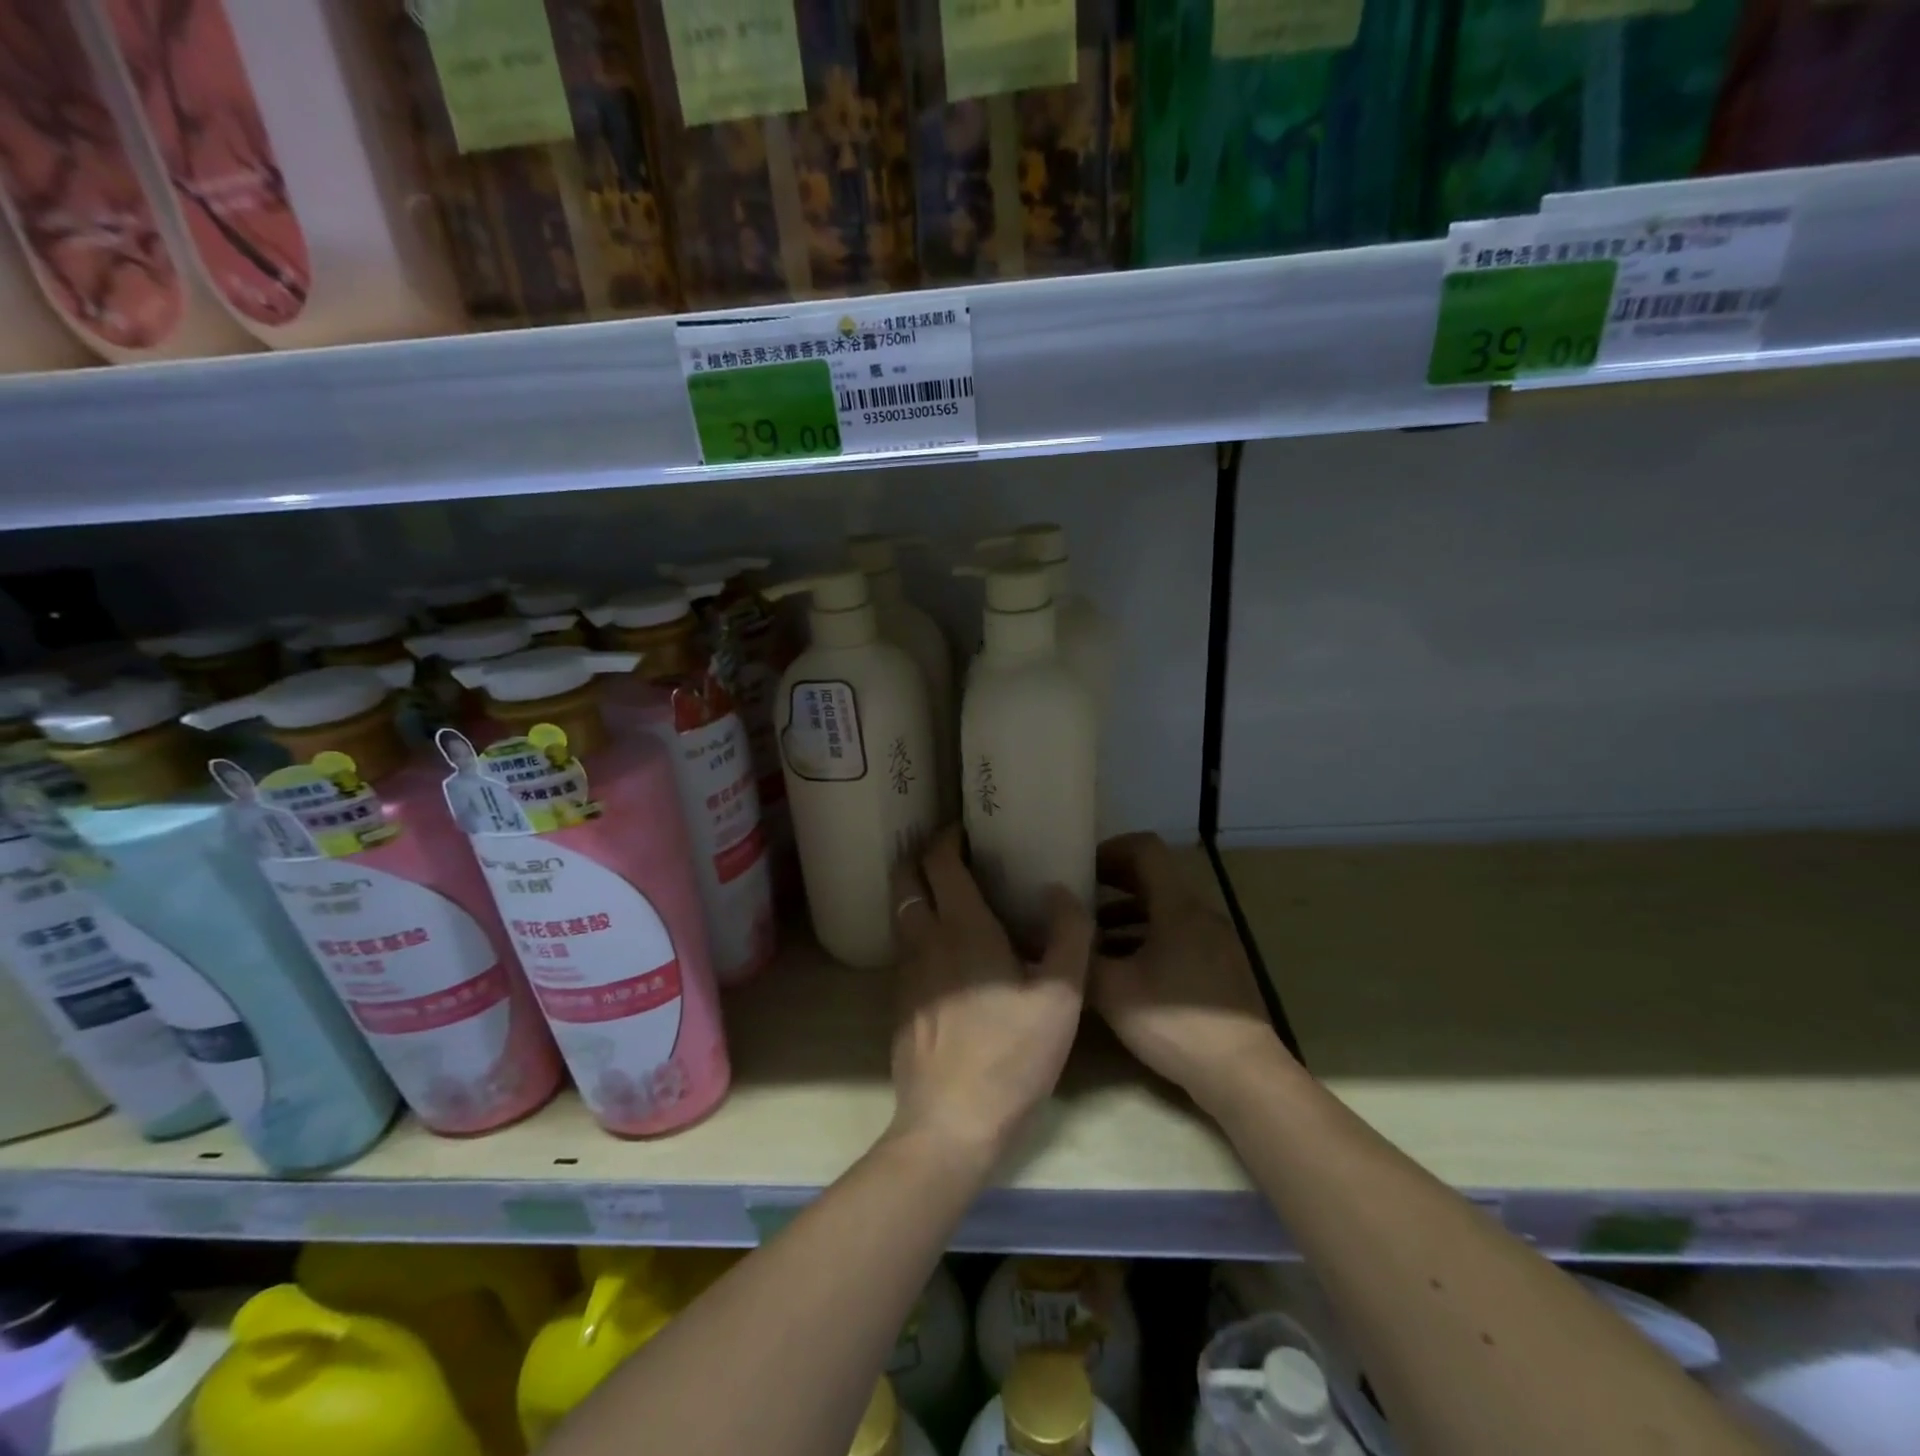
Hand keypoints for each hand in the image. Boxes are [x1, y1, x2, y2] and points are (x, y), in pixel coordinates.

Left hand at [888, 827, 1093, 1166]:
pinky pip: (905, 947)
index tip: (964, 828)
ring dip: (917, 892)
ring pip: (902, 913)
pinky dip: (918, 929)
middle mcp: (924, 940)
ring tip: (948, 893)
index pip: (939, 862)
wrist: (950, 1124)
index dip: (946, 837)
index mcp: (962, 928)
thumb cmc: (1011, 1056)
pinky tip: (944, 949)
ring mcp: (905, 972)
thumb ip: (1068, 937)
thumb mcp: (1061, 998)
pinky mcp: (899, 1002)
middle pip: (905, 879)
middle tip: (949, 851)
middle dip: (920, 856)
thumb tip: (1061, 891)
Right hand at [1089, 833, 1295, 1116]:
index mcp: (1178, 907)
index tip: (1080, 868)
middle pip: (1154, 878)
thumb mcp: (1113, 991)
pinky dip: (1146, 938)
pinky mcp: (1220, 968)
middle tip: (1077, 898)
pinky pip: (1177, 935)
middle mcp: (1201, 914)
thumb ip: (1081, 955)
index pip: (1145, 849)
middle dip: (1112, 883)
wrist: (1243, 1075)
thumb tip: (1056, 930)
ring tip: (1091, 937)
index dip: (1110, 850)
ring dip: (1126, 915)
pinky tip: (1122, 968)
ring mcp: (1215, 941)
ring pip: (1164, 910)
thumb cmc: (1176, 1023)